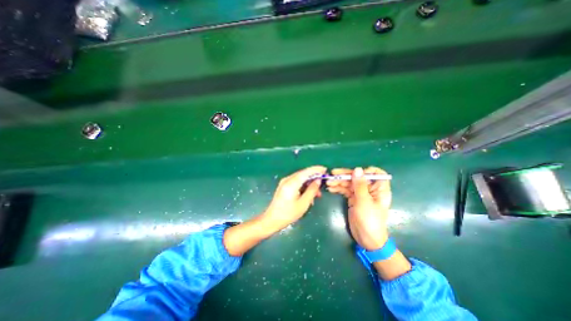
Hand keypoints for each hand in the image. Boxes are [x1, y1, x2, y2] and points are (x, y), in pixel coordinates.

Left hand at [225, 165, 327, 255]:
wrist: (272, 219)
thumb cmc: (288, 214)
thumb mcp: (303, 203)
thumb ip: (312, 190)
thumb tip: (318, 180)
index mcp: (292, 183)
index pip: (306, 172)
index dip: (316, 169)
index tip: (325, 169)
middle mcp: (287, 179)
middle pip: (303, 174)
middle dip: (314, 178)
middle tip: (322, 185)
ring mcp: (284, 182)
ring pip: (300, 179)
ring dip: (309, 184)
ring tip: (316, 194)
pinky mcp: (284, 186)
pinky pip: (296, 182)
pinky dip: (303, 186)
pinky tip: (308, 195)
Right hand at [326, 167, 392, 250]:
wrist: (366, 239)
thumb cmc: (370, 220)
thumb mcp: (364, 201)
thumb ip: (360, 185)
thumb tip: (357, 169)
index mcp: (379, 188)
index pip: (376, 173)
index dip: (366, 171)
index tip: (354, 173)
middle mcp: (370, 189)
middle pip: (358, 177)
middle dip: (345, 176)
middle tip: (332, 175)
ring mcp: (361, 194)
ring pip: (350, 183)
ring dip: (339, 182)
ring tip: (328, 183)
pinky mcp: (353, 198)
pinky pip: (345, 190)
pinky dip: (338, 189)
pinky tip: (331, 189)